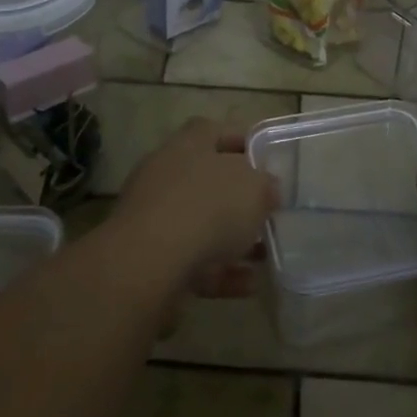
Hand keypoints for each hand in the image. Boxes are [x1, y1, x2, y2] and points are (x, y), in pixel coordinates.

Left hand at [112, 118, 277, 297]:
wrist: (149, 261)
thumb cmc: (208, 207)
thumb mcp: (254, 189)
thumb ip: (265, 186)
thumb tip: (267, 188)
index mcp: (189, 144)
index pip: (214, 131)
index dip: (240, 142)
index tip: (265, 160)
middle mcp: (166, 173)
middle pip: (205, 179)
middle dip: (237, 198)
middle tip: (266, 212)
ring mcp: (153, 216)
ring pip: (199, 223)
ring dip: (231, 239)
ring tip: (264, 256)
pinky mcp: (148, 257)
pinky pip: (192, 261)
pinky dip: (219, 272)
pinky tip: (249, 285)